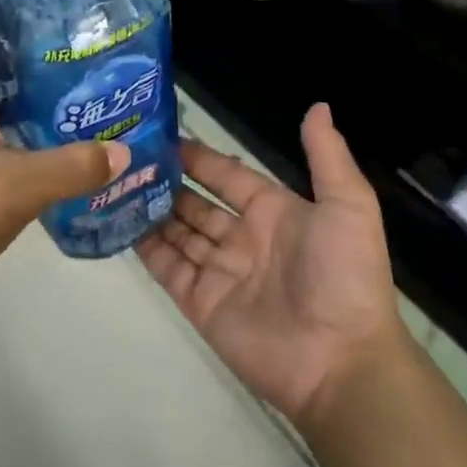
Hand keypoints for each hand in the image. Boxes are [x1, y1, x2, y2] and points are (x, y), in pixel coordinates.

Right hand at [138, 105, 407, 427]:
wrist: (341, 362)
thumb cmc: (343, 275)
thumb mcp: (348, 204)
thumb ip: (326, 155)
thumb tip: (318, 104)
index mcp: (273, 212)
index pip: (228, 175)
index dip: (200, 157)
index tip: (164, 136)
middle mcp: (243, 238)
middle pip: (197, 203)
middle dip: (169, 182)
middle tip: (129, 158)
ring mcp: (220, 272)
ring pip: (179, 232)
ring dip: (153, 210)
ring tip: (118, 184)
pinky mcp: (201, 304)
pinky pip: (169, 269)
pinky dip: (146, 248)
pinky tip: (121, 224)